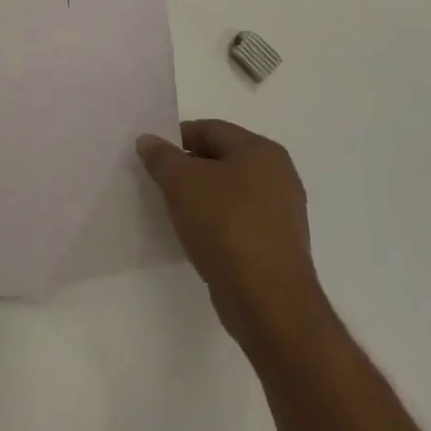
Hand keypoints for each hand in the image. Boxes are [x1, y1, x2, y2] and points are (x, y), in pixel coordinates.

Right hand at [137, 120, 322, 349]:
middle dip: (186, 169)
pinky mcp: (276, 245)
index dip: (175, 138)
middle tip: (156, 182)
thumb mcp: (182, 183)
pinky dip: (215, 223)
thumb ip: (162, 157)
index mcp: (261, 151)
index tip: (150, 157)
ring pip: (229, 192)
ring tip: (171, 211)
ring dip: (199, 198)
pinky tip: (194, 236)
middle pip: (220, 159)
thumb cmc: (225, 226)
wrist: (267, 300)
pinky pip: (237, 221)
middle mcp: (278, 176)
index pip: (209, 129)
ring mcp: (281, 213)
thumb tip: (149, 141)